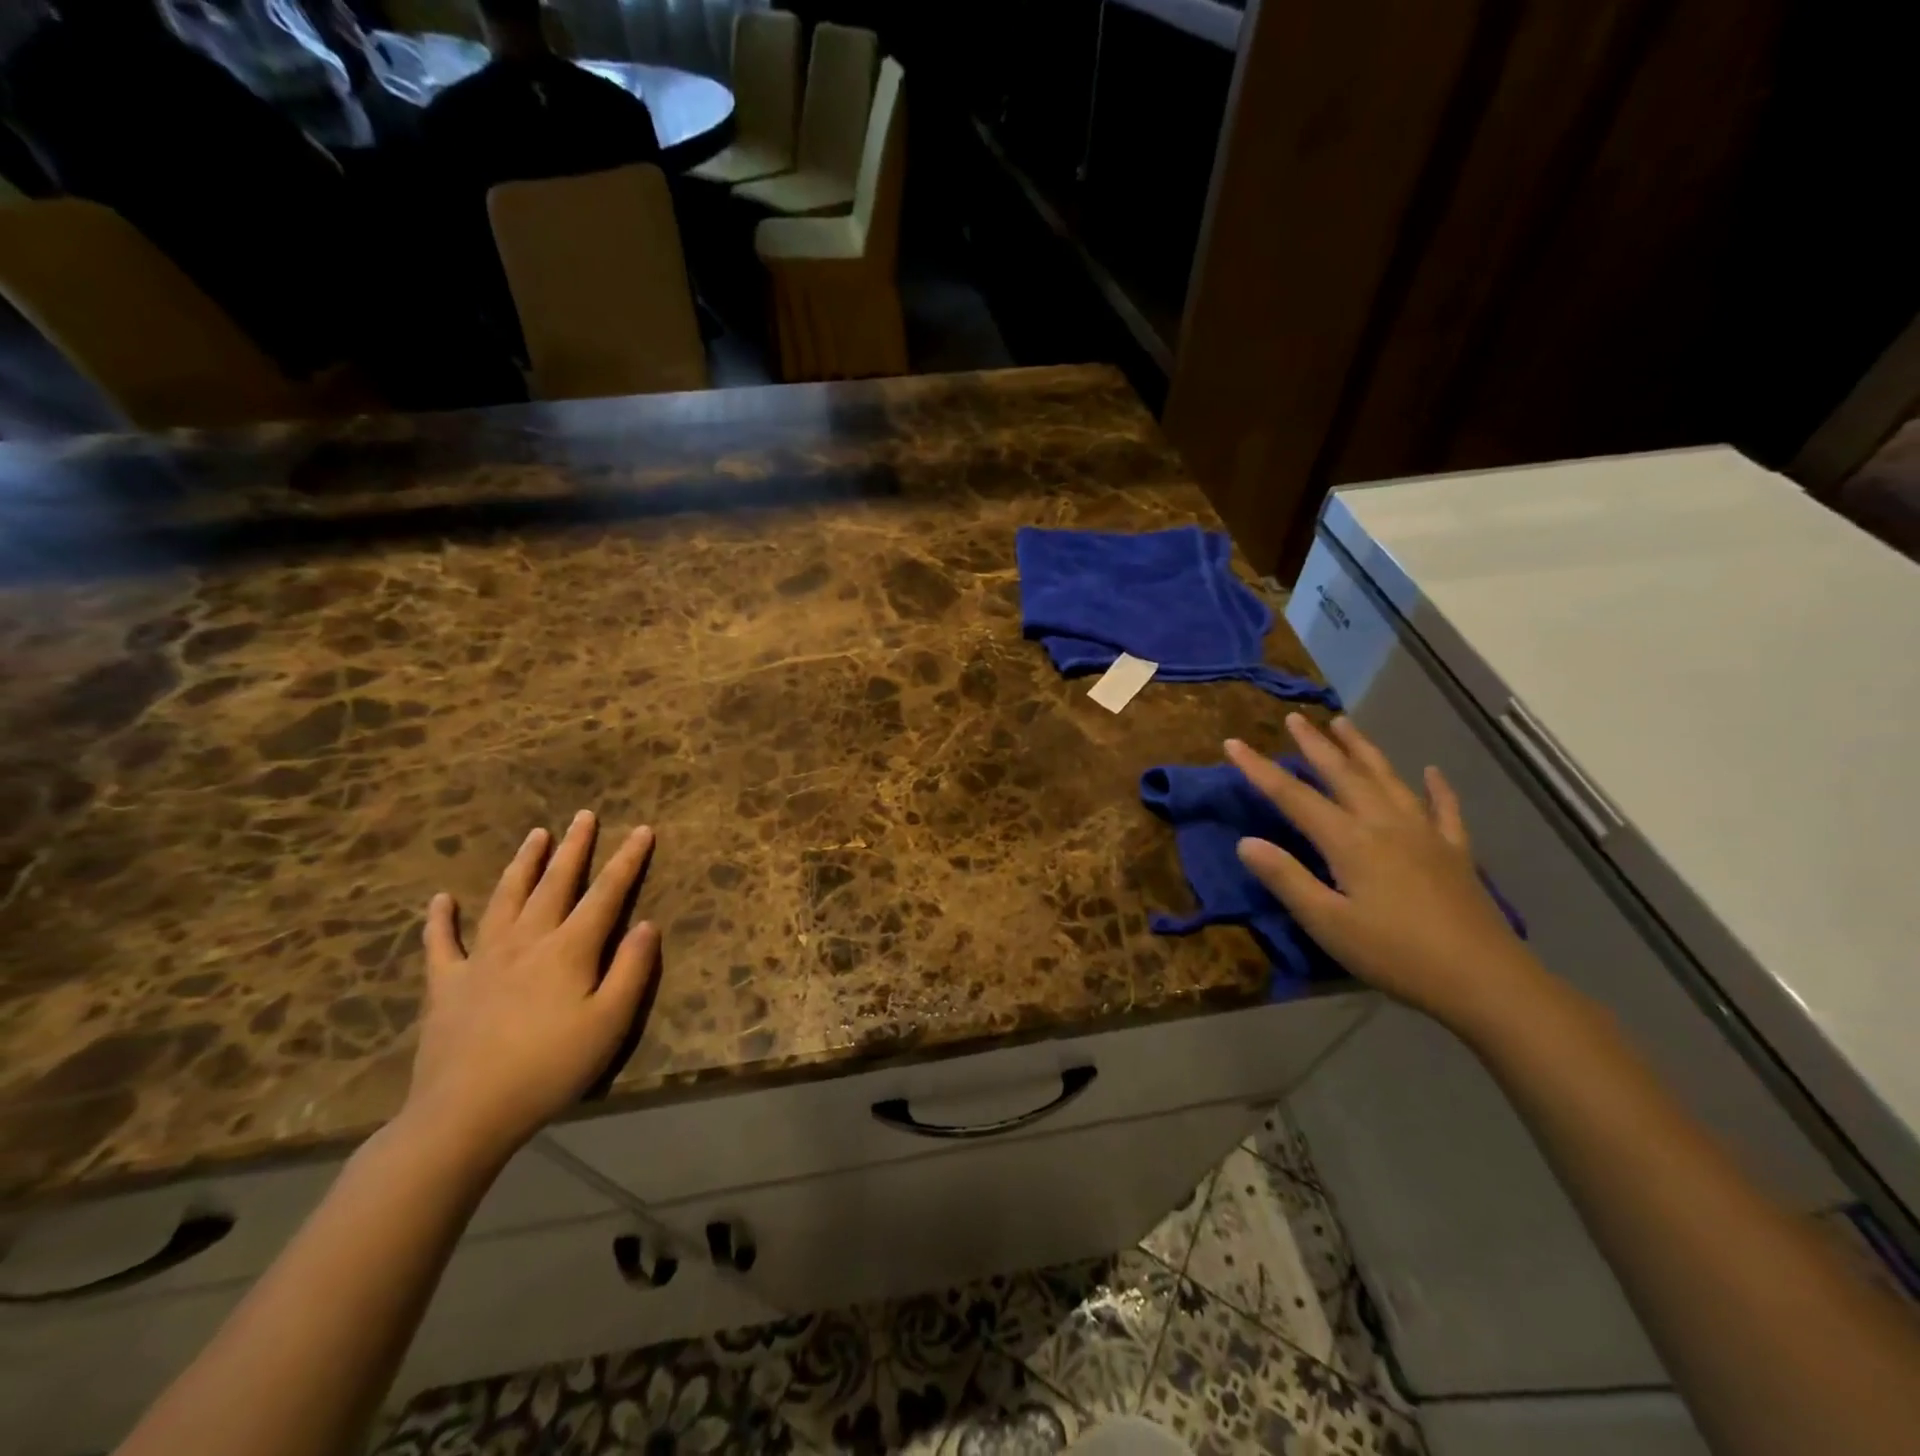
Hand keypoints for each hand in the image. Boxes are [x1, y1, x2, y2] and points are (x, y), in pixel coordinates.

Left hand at [406, 812, 660, 1162]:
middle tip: (584, 815)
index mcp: (570, 949)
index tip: (642, 829)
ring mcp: (482, 959)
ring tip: (535, 835)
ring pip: (505, 898)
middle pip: (555, 883)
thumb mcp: (610, 1022)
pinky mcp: (447, 985)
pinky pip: (441, 943)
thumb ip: (632, 969)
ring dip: (523, 864)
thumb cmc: (550, 1068)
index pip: (606, 893)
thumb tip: (648, 924)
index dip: (627, 860)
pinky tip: (441, 899)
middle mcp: (527, 940)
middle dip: (574, 847)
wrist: (465, 1114)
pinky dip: (440, 919)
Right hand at [1227, 715, 1544, 1035]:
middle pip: (1343, 774)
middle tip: (1294, 718)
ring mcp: (1425, 834)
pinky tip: (1432, 772)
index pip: (1293, 796)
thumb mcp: (1327, 923)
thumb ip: (1286, 879)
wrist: (1484, 980)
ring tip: (1344, 724)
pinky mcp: (1455, 852)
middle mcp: (1385, 824)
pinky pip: (1444, 809)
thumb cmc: (1395, 954)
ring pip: (1387, 779)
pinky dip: (1436, 787)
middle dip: (1314, 745)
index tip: (1233, 742)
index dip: (1259, 769)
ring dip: (1363, 749)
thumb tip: (1246, 842)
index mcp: (1349, 841)